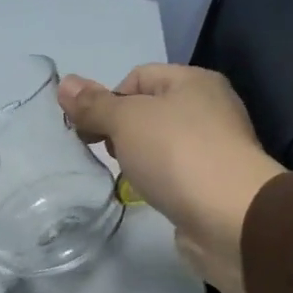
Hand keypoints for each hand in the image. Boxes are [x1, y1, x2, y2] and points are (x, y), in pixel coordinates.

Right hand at [59, 64, 283, 292]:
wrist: (228, 215)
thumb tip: (64, 83)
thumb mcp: (126, 121)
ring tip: (127, 176)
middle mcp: (208, 107)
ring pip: (159, 143)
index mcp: (193, 80)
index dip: (108, 100)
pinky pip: (173, 171)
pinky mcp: (212, 181)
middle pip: (148, 110)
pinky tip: (148, 192)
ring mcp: (214, 146)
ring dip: (137, 156)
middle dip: (120, 130)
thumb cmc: (176, 154)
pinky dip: (156, 178)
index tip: (93, 131)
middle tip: (109, 154)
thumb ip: (94, 105)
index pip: (137, 77)